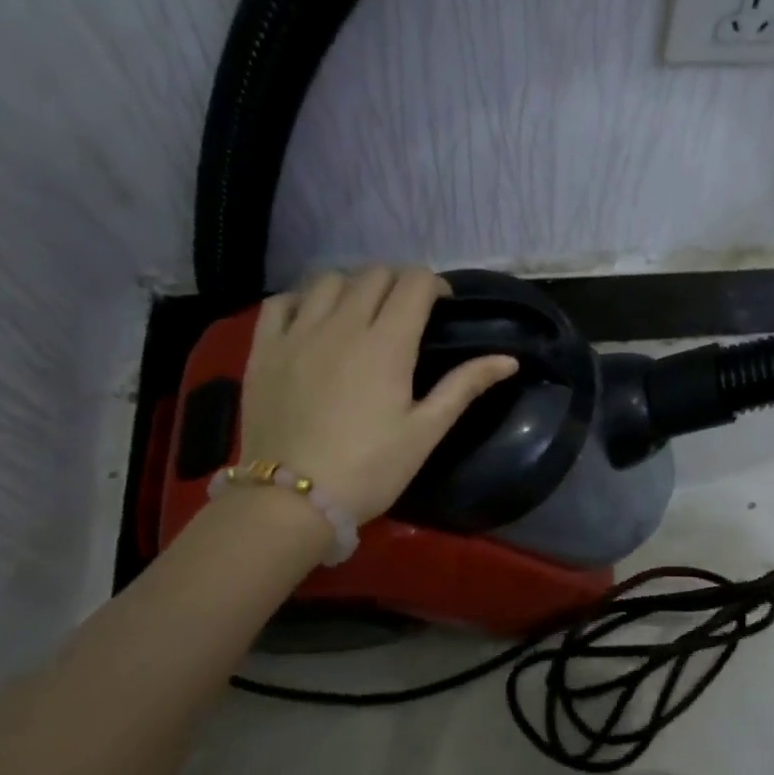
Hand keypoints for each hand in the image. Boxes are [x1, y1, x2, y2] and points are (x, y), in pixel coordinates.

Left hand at [238, 268, 517, 524]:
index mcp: (387, 344)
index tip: (442, 305)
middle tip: (406, 311)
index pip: (414, 283)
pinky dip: (303, 299)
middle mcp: (341, 324)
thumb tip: (509, 360)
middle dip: (398, 282)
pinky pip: (281, 301)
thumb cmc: (370, 468)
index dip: (434, 284)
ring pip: (328, 280)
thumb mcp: (426, 431)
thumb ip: (465, 386)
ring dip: (353, 286)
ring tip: (361, 312)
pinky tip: (312, 319)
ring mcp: (297, 333)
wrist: (292, 500)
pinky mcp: (263, 349)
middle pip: (374, 274)